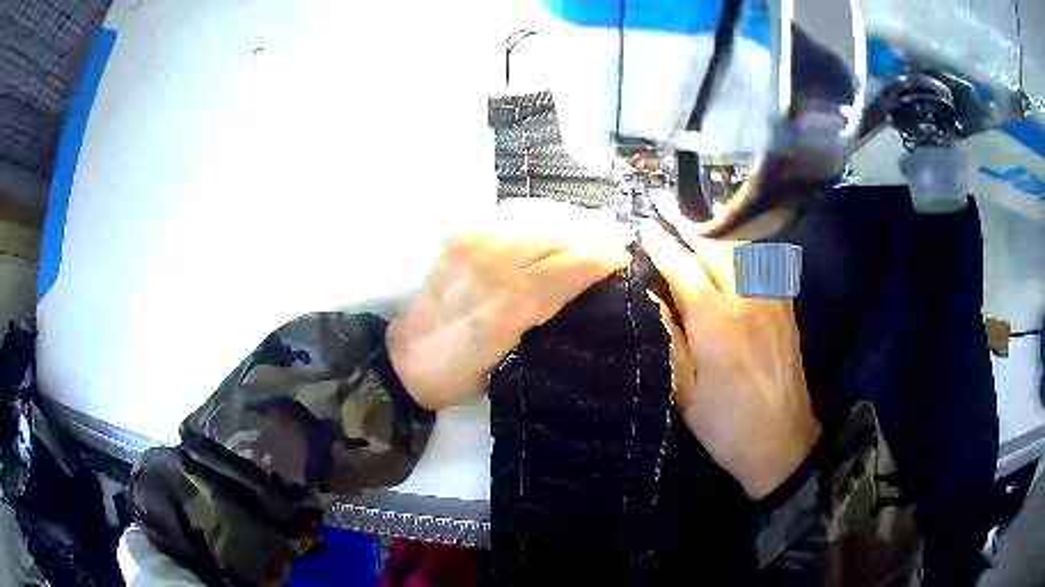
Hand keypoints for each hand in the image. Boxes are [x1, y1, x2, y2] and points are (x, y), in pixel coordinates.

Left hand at [388, 199, 633, 410]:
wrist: (406, 358)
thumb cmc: (462, 374)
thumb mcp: (512, 360)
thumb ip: (548, 314)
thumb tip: (587, 280)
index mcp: (506, 307)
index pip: (567, 266)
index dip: (601, 256)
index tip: (627, 253)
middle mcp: (490, 265)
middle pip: (555, 235)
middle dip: (593, 231)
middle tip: (620, 233)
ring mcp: (471, 242)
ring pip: (535, 216)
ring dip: (571, 216)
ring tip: (595, 222)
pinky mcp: (459, 232)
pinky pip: (509, 210)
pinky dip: (539, 210)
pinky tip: (555, 216)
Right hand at [641, 223, 820, 499]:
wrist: (783, 443)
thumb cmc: (727, 427)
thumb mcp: (686, 395)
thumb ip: (670, 341)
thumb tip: (651, 298)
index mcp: (719, 328)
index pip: (686, 271)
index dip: (663, 245)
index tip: (644, 226)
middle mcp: (749, 304)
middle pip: (716, 250)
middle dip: (687, 225)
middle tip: (663, 206)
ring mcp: (773, 303)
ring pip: (742, 251)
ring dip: (714, 231)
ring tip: (692, 220)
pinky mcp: (786, 309)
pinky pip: (763, 264)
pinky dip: (741, 248)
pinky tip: (730, 247)